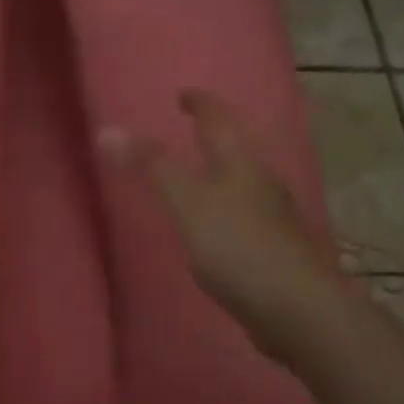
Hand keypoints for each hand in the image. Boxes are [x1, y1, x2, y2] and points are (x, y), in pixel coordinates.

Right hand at [100, 89, 345, 363]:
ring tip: (202, 176)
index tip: (184, 94)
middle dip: (217, 137)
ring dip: (224, 174)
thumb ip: (152, 167)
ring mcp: (274, 218)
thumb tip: (108, 129)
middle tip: (193, 131)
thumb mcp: (187, 202)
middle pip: (238, 150)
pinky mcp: (275, 251)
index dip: (201, 104)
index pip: (219, 121)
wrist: (295, 308)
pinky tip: (219, 228)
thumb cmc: (237, 246)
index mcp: (241, 163)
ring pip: (245, 184)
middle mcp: (262, 183)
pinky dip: (228, 210)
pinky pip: (246, 217)